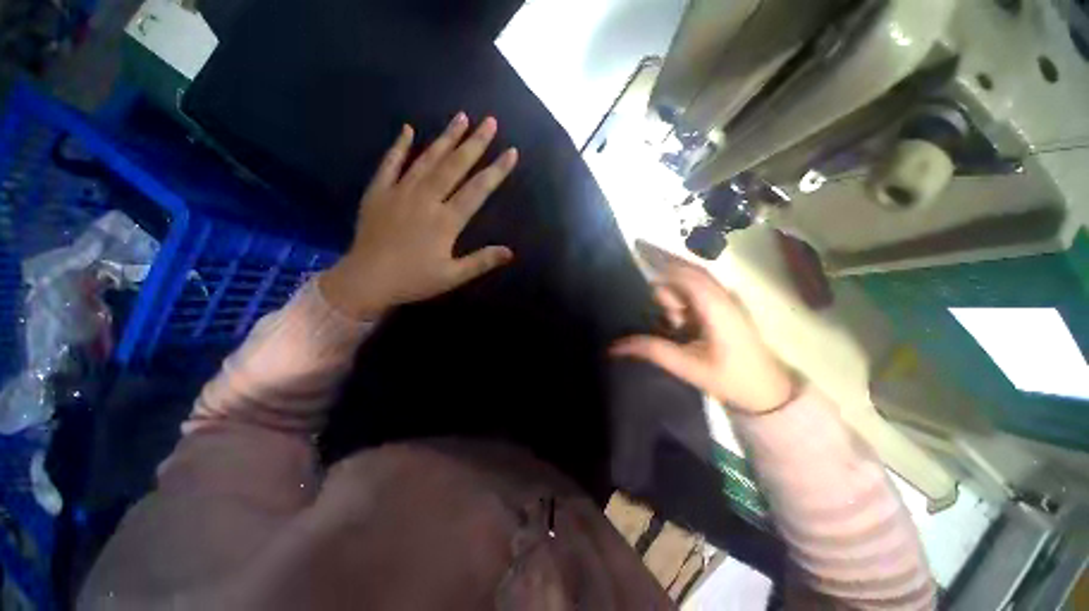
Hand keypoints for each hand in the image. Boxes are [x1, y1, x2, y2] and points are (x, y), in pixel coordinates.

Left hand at [320, 113, 517, 319]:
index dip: (496, 171)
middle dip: (475, 143)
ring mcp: (400, 191)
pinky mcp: (378, 192)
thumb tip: (511, 252)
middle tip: (490, 121)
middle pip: (454, 166)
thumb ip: (482, 262)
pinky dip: (399, 146)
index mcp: (446, 220)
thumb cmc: (413, 280)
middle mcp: (426, 199)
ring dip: (445, 137)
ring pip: (427, 159)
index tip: (511, 151)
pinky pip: (390, 163)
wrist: (366, 280)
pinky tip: (408, 129)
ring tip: (461, 117)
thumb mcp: (452, 276)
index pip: (477, 190)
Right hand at [612, 241, 795, 413]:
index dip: (660, 262)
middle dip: (663, 270)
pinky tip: (674, 316)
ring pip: (693, 281)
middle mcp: (722, 296)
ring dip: (673, 290)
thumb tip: (615, 346)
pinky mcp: (726, 307)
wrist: (768, 390)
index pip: (684, 274)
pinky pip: (698, 291)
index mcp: (716, 306)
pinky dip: (681, 296)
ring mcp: (727, 300)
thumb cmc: (730, 378)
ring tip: (667, 319)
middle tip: (641, 274)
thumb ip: (652, 351)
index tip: (636, 252)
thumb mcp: (687, 367)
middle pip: (688, 271)